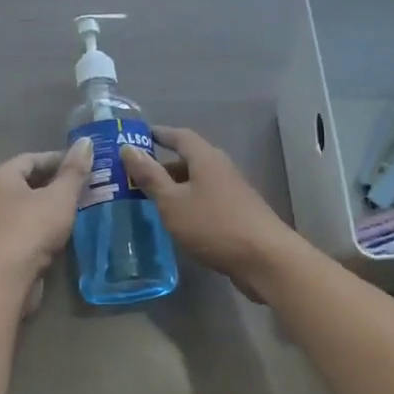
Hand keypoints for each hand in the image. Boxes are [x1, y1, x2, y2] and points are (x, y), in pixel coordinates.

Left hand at [0, 139, 93, 281]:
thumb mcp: (60, 196)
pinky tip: (68, 233)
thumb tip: (86, 141)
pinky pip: (29, 229)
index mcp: (2, 177)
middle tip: (88, 186)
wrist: (5, 279)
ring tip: (83, 208)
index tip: (85, 164)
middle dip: (58, 184)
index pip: (32, 158)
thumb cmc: (31, 228)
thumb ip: (74, 171)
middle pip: (29, 183)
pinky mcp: (4, 248)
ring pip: (30, 208)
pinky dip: (47, 228)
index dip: (59, 158)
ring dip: (54, 207)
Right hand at [120, 126, 300, 299]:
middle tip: (136, 176)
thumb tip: (128, 148)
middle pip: (189, 159)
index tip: (140, 135)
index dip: (160, 134)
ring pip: (197, 182)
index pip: (180, 136)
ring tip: (150, 200)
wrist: (265, 259)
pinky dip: (188, 203)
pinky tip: (177, 221)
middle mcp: (221, 169)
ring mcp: (233, 192)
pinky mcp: (238, 213)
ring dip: (175, 187)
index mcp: (206, 159)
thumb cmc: (214, 225)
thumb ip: (150, 176)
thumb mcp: (173, 202)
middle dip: (163, 166)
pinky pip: (206, 199)